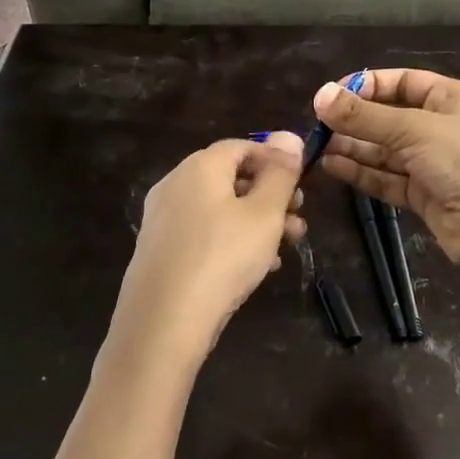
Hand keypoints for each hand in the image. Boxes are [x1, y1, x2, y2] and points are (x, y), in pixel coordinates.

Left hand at [112, 133, 306, 367]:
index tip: (301, 186)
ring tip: (285, 248)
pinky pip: (202, 234)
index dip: (275, 161)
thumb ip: (280, 173)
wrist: (163, 323)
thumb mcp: (264, 213)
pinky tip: (255, 268)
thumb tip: (289, 136)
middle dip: (270, 196)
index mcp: (200, 166)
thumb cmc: (223, 257)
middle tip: (298, 220)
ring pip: (218, 209)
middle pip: (230, 178)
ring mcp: (163, 218)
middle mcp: (175, 184)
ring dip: (255, 222)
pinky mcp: (158, 250)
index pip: (242, 146)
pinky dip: (230, 241)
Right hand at [313, 69, 459, 265]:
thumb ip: (363, 116)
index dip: (366, 86)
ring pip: (385, 149)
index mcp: (449, 98)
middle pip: (389, 117)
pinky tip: (332, 166)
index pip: (401, 82)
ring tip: (318, 147)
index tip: (331, 95)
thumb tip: (319, 96)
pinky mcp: (423, 193)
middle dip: (355, 120)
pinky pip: (387, 177)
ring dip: (353, 147)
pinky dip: (362, 171)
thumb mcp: (412, 130)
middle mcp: (440, 126)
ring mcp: (432, 162)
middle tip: (317, 125)